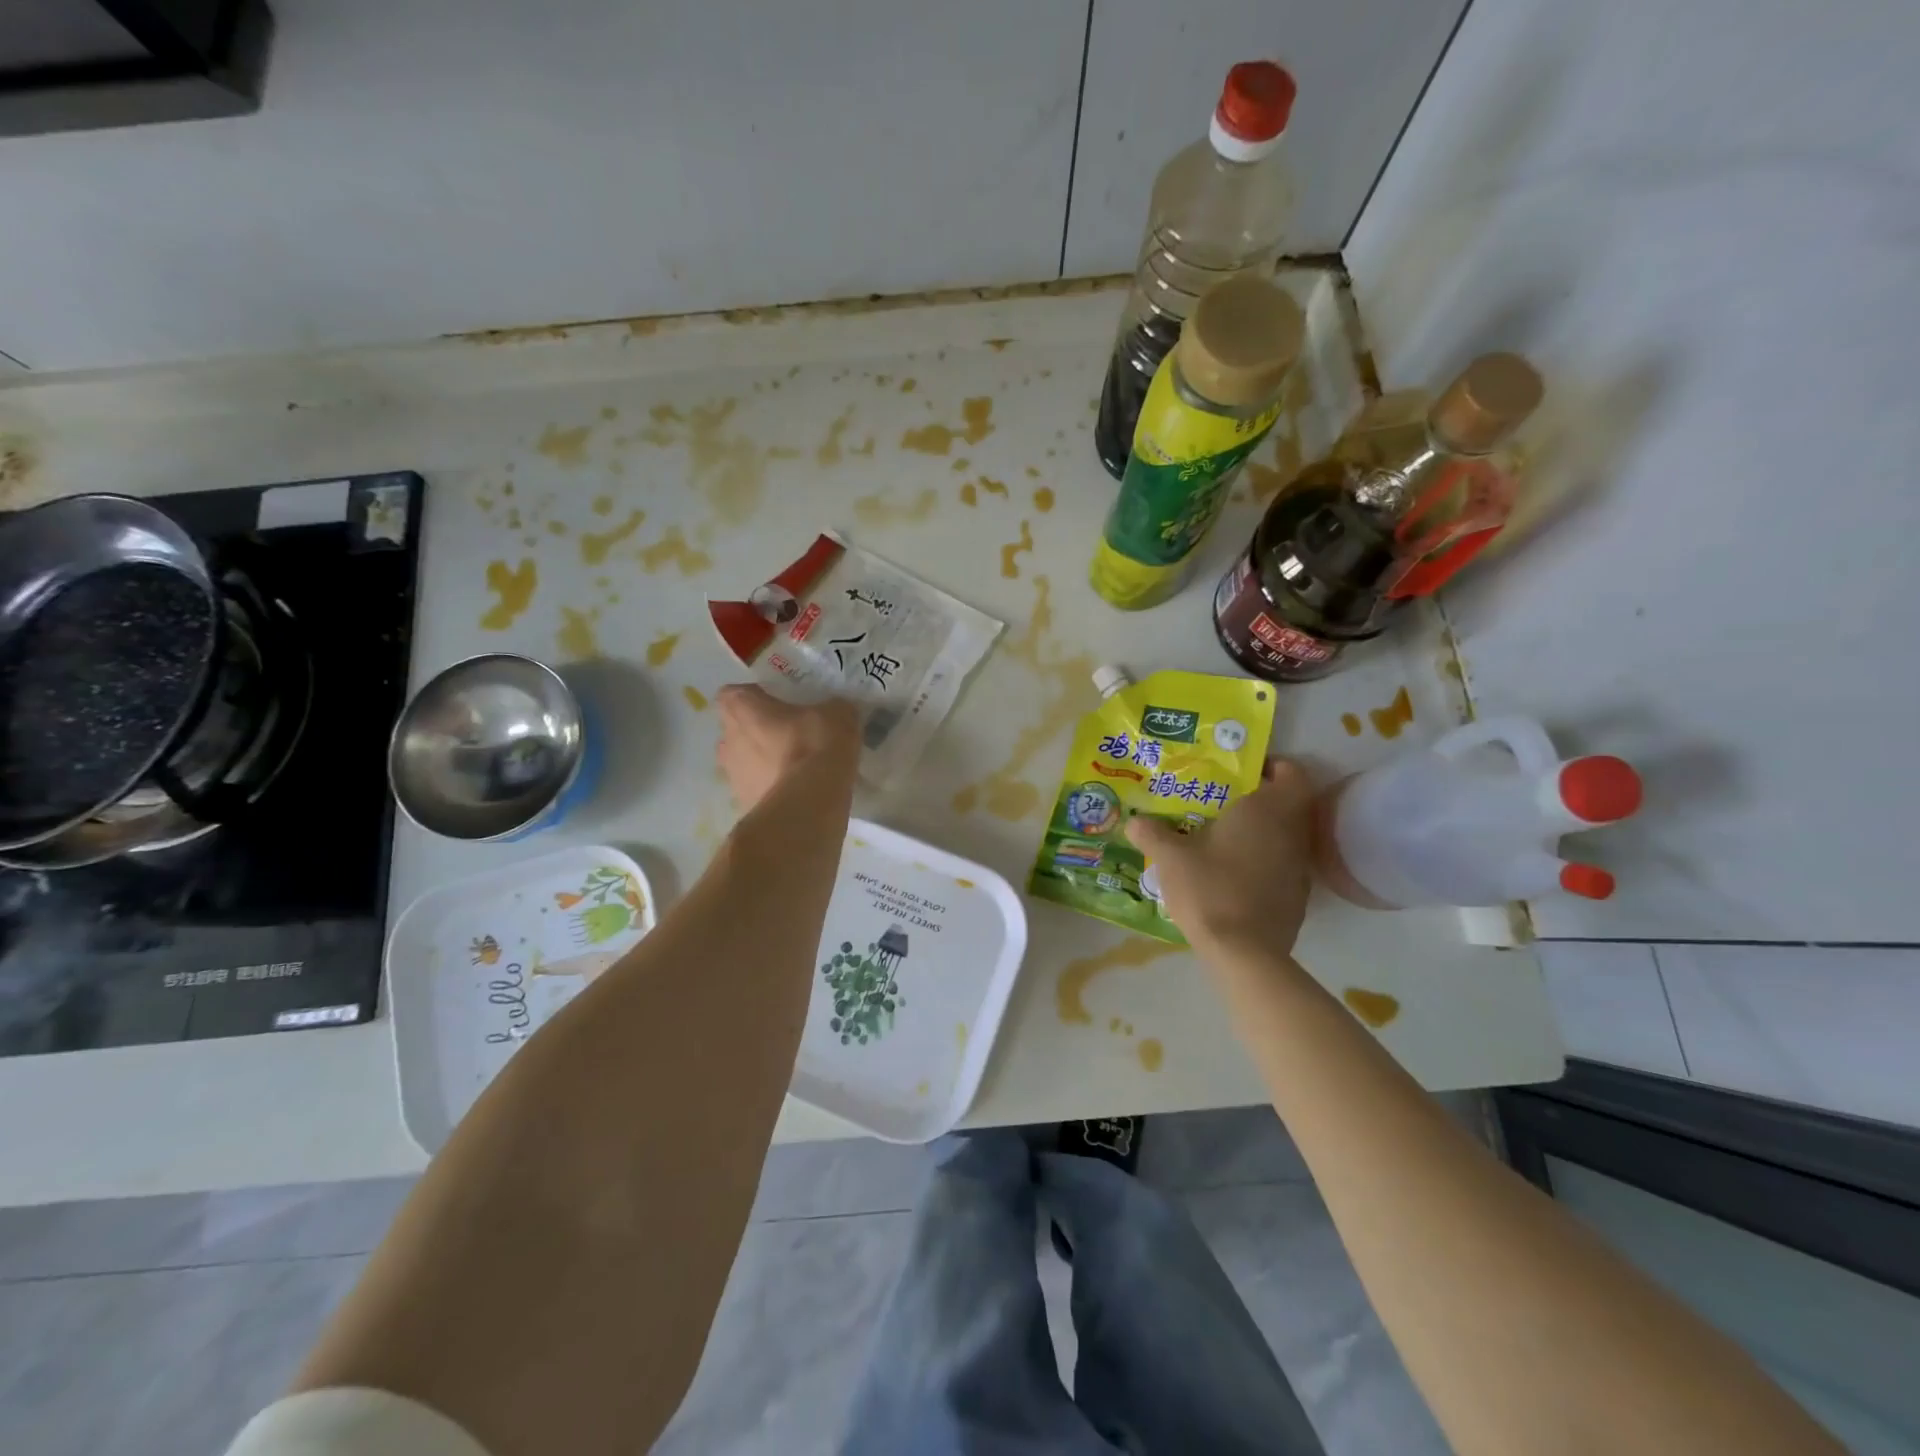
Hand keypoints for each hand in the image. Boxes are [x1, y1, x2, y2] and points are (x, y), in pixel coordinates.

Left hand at [714, 684, 859, 811]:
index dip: (754, 697)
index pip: (734, 693)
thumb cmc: (815, 747)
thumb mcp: (838, 715)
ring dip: (763, 761)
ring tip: (795, 767)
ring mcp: (732, 775)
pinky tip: (797, 792)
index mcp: (742, 709)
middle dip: (758, 730)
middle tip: (790, 734)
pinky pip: (757, 788)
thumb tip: (835, 712)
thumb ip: (832, 708)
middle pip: (737, 728)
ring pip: (744, 761)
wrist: (807, 805)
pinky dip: (772, 788)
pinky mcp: (744, 804)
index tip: (777, 703)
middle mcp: (728, 739)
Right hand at [1126, 758, 1313, 956]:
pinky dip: (1264, 862)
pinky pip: (1283, 865)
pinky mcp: (1298, 897)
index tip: (1244, 772)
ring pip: (1287, 836)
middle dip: (1260, 799)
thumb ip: (1151, 833)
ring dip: (1263, 832)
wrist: (1244, 953)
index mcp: (1266, 810)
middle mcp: (1291, 832)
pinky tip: (1233, 874)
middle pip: (1288, 804)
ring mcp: (1298, 867)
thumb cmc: (1209, 889)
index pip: (1292, 772)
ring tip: (1223, 838)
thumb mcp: (1170, 858)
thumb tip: (1134, 821)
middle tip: (1223, 802)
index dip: (1273, 767)